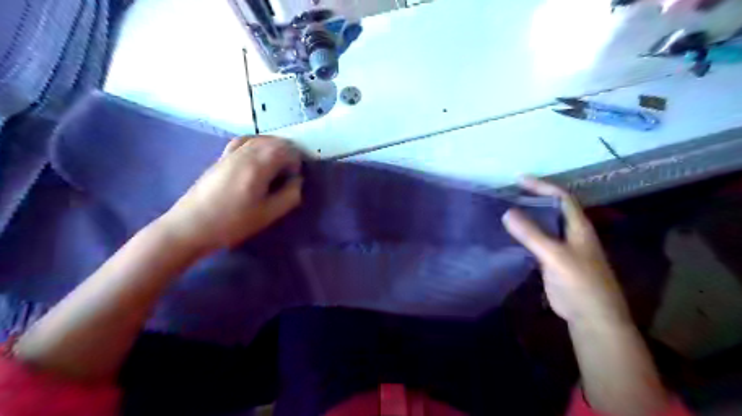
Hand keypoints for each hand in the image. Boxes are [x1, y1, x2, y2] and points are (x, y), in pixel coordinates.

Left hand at [162, 136, 300, 253]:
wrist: (191, 226)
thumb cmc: (233, 223)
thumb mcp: (268, 214)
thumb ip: (290, 196)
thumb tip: (297, 181)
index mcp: (258, 166)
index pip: (286, 150)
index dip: (296, 161)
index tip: (295, 178)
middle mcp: (245, 153)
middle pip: (273, 141)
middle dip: (287, 152)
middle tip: (290, 172)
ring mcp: (230, 153)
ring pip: (259, 139)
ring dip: (273, 147)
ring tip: (277, 164)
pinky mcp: (221, 158)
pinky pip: (243, 141)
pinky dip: (256, 144)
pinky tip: (257, 156)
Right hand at [501, 177, 628, 326]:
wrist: (592, 317)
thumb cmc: (579, 283)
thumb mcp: (555, 256)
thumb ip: (532, 234)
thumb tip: (507, 213)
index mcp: (578, 227)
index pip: (561, 197)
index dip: (542, 185)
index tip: (519, 179)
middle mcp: (572, 233)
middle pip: (553, 209)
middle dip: (534, 198)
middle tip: (510, 193)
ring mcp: (564, 248)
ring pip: (545, 225)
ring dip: (529, 216)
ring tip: (507, 210)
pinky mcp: (555, 262)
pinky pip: (538, 241)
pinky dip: (526, 234)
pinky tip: (512, 235)